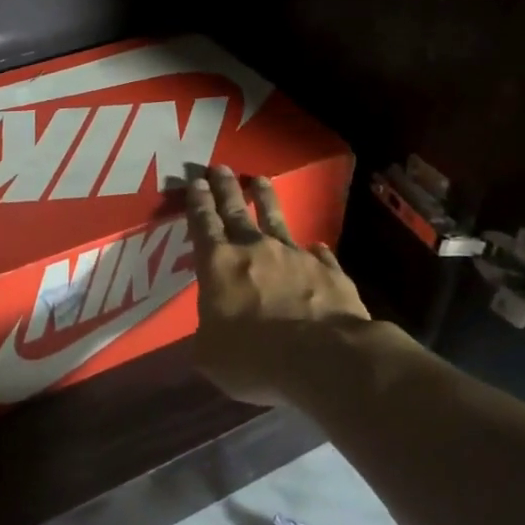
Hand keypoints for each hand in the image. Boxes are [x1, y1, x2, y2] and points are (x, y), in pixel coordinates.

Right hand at [183, 165, 370, 406]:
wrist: (324, 357)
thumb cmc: (255, 358)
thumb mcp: (210, 356)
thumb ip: (207, 335)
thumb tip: (211, 331)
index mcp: (218, 265)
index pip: (203, 224)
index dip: (197, 202)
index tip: (195, 180)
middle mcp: (254, 249)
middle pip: (235, 211)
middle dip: (225, 188)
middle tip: (220, 167)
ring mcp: (294, 256)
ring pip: (276, 219)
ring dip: (266, 199)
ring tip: (261, 179)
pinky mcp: (328, 270)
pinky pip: (318, 254)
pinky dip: (314, 249)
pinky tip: (316, 245)